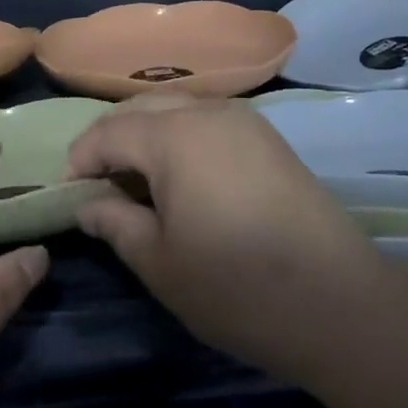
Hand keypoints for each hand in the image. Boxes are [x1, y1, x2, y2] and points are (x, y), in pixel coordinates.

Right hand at [67, 98, 390, 388]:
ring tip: (138, 179)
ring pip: (176, 107)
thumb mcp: (160, 263)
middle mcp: (207, 111)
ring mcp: (243, 119)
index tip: (70, 193)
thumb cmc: (236, 286)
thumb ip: (115, 223)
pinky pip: (207, 119)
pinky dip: (181, 135)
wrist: (337, 300)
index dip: (81, 159)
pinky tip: (183, 176)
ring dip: (147, 133)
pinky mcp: (267, 136)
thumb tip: (87, 203)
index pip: (108, 132)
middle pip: (141, 107)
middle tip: (100, 183)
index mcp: (173, 136)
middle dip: (111, 138)